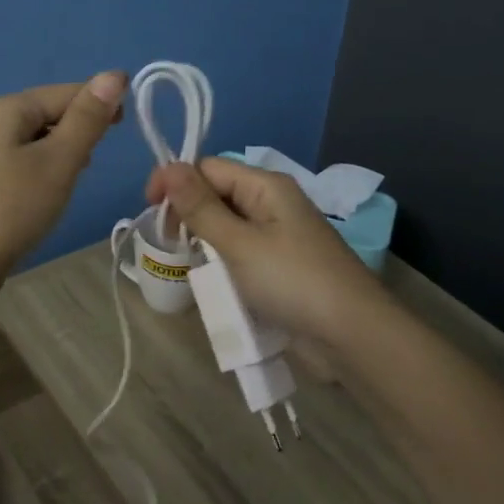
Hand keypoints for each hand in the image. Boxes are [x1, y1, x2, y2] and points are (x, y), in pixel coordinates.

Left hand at [0, 73, 127, 288]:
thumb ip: (87, 119)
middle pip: (43, 114)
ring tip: (71, 181)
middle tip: (92, 164)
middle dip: (75, 130)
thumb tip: (114, 75)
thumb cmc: (9, 211)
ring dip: (55, 152)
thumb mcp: (59, 162)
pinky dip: (33, 171)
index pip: (64, 92)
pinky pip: (10, 162)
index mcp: (4, 107)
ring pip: (27, 140)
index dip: (99, 103)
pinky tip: (39, 197)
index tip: (126, 126)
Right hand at [146, 156, 383, 344]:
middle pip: (216, 194)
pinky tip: (213, 283)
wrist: (353, 337)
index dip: (176, 182)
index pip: (208, 168)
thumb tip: (169, 166)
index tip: (150, 210)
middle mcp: (272, 203)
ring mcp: (278, 236)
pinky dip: (222, 264)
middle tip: (171, 245)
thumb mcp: (238, 243)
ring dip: (204, 242)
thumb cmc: (292, 281)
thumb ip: (200, 207)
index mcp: (266, 186)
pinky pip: (240, 253)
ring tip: (190, 266)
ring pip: (226, 226)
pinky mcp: (280, 266)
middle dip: (188, 214)